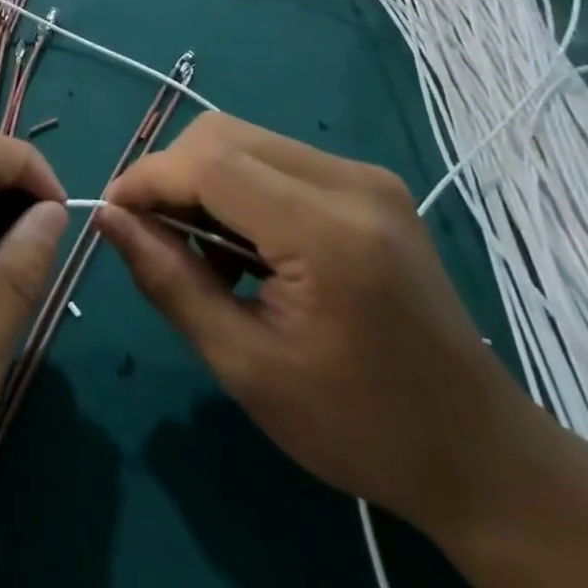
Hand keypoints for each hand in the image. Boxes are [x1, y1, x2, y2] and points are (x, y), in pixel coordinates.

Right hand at [98, 113, 531, 536]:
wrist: (479, 453)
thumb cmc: (358, 427)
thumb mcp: (245, 366)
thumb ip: (169, 281)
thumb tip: (108, 217)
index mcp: (327, 233)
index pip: (209, 162)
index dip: (147, 178)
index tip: (112, 215)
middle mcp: (350, 182)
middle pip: (223, 134)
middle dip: (171, 175)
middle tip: (155, 238)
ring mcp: (365, 176)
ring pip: (246, 138)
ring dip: (203, 180)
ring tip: (202, 251)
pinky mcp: (369, 183)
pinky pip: (276, 158)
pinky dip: (238, 186)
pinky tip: (244, 246)